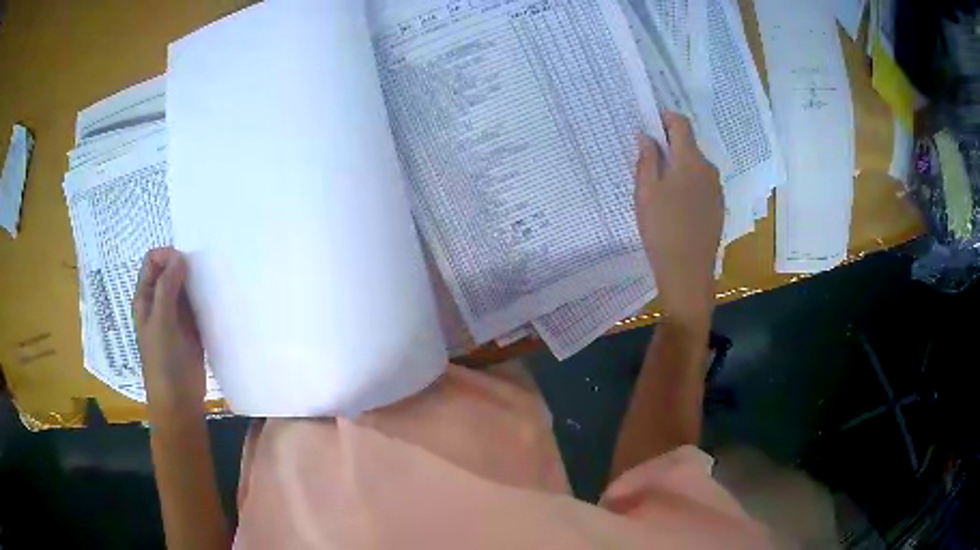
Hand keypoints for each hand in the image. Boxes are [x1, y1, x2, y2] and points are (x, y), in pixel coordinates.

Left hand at [133, 247, 205, 416]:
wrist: (179, 401)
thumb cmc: (163, 362)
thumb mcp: (161, 322)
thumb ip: (167, 287)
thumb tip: (179, 256)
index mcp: (145, 297)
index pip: (153, 261)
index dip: (168, 256)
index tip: (186, 265)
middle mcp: (159, 302)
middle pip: (170, 270)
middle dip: (185, 266)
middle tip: (203, 273)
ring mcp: (176, 315)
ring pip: (185, 286)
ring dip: (196, 282)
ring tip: (212, 283)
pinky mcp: (192, 328)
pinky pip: (197, 304)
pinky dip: (205, 298)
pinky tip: (216, 300)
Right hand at [634, 112, 722, 329]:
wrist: (688, 272)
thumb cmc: (662, 229)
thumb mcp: (646, 191)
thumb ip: (647, 158)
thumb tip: (647, 135)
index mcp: (691, 160)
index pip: (681, 124)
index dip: (664, 118)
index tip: (648, 124)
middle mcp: (709, 169)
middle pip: (689, 144)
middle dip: (668, 145)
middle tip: (646, 161)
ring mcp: (716, 189)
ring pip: (695, 165)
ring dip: (677, 166)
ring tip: (658, 187)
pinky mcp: (717, 207)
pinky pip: (701, 184)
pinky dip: (687, 183)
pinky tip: (675, 205)